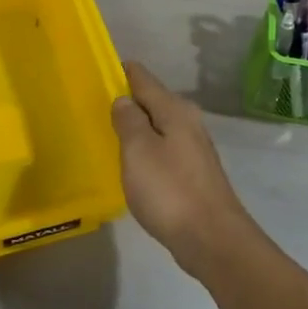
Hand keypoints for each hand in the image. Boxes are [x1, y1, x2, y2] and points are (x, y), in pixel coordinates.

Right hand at [110, 61, 253, 271]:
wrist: (211, 239)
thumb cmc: (169, 190)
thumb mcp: (139, 150)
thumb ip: (128, 120)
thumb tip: (124, 99)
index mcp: (175, 111)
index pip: (143, 79)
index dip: (122, 72)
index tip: (99, 69)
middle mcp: (188, 123)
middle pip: (152, 101)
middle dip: (128, 100)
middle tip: (95, 103)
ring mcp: (193, 149)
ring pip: (158, 126)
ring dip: (137, 126)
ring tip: (108, 130)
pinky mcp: (193, 174)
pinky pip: (163, 149)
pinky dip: (145, 149)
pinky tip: (132, 162)